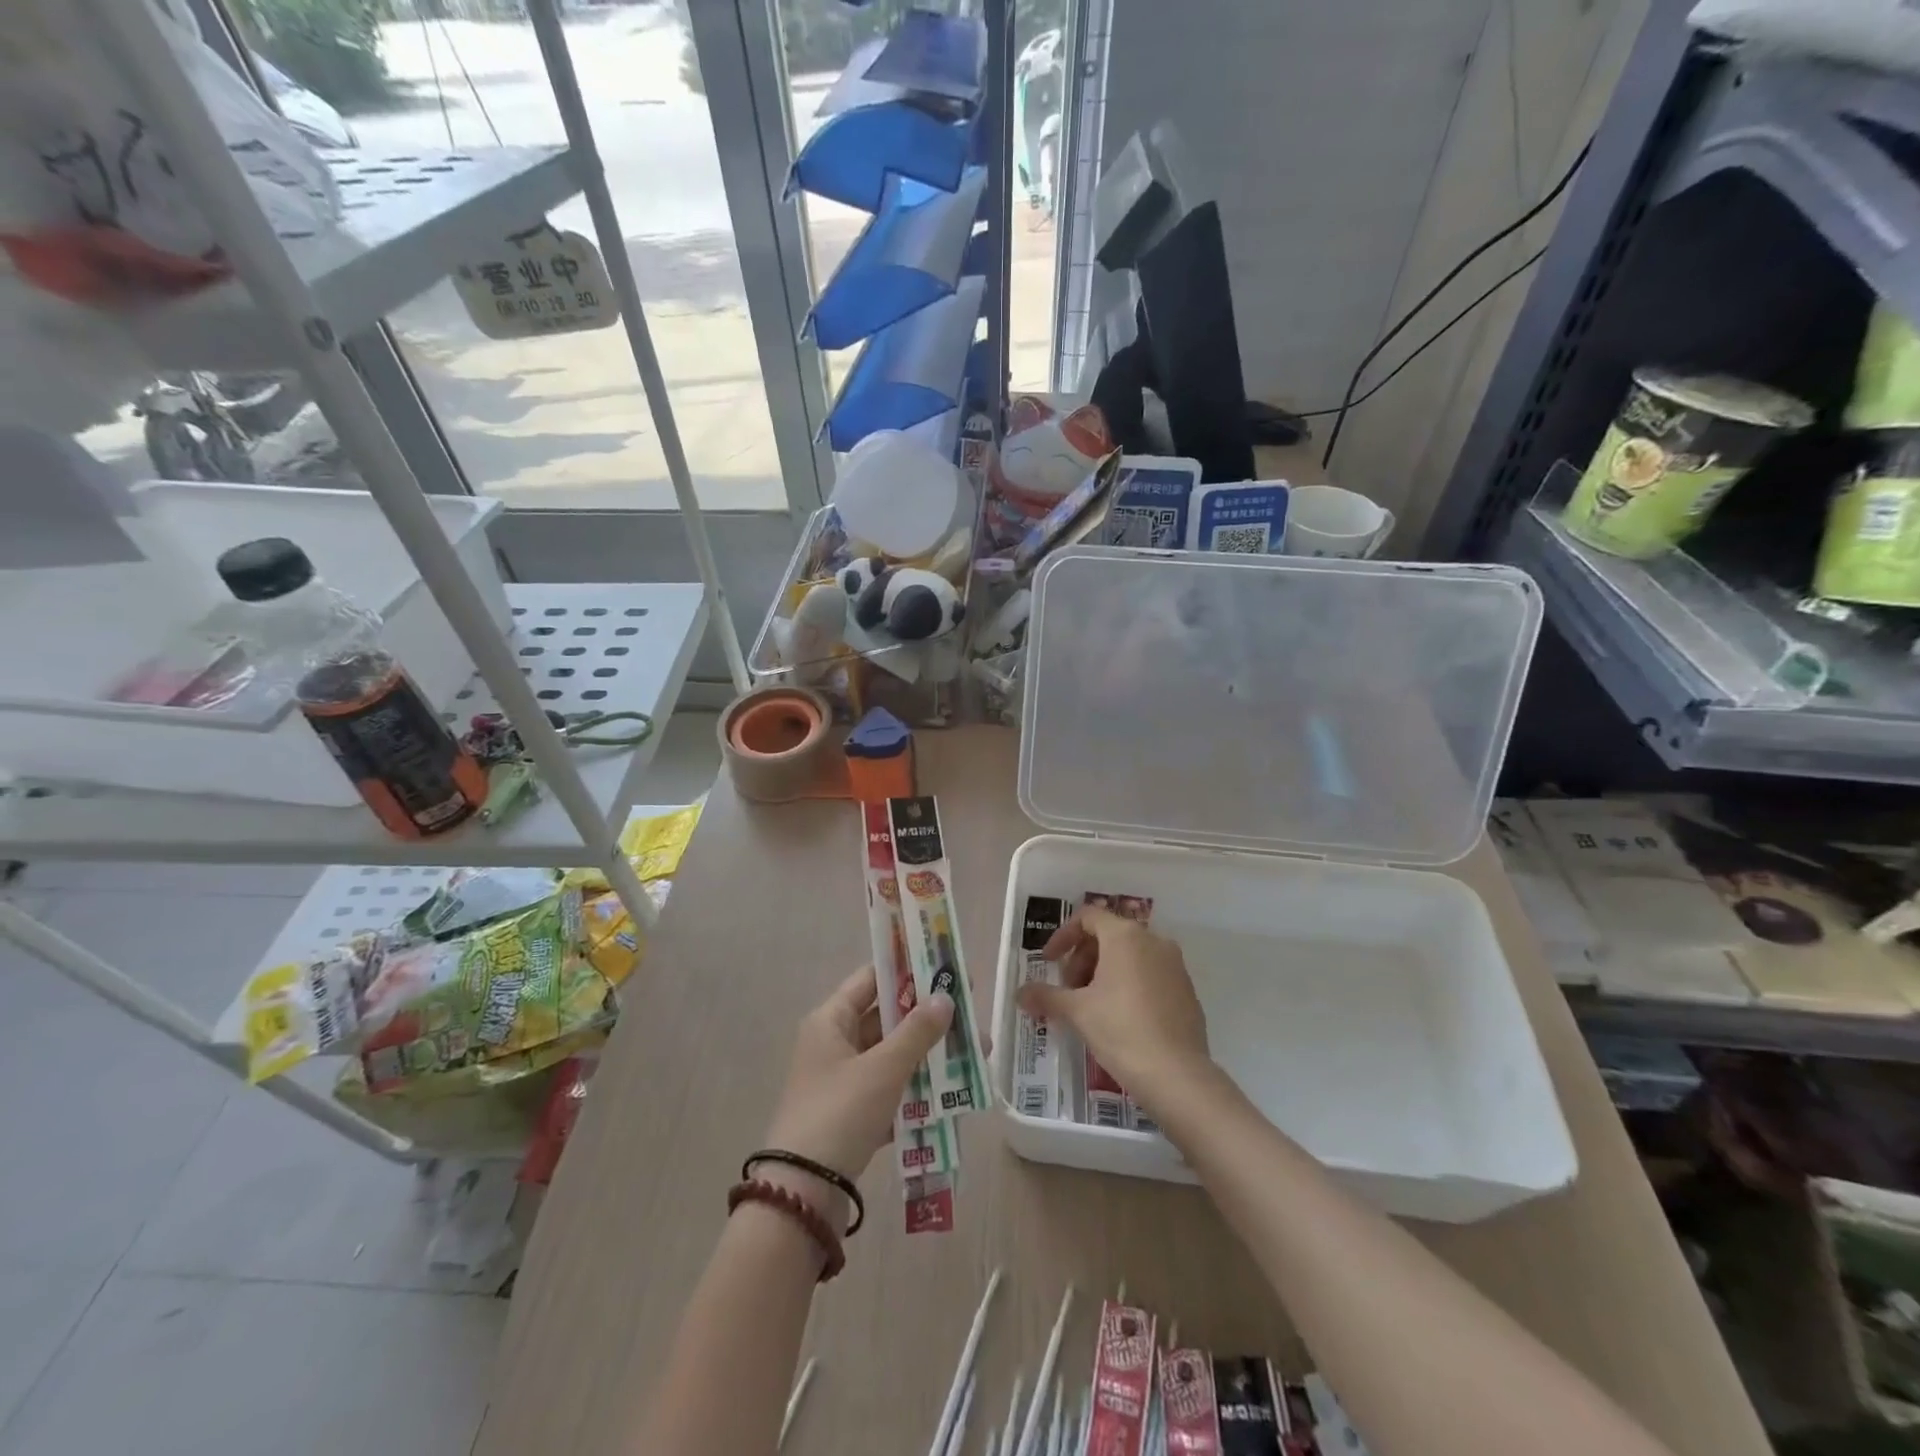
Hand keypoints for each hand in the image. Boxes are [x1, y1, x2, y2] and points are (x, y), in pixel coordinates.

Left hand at [761, 967, 952, 1218]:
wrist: (802, 1195)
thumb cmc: (839, 1113)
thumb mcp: (882, 1069)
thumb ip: (917, 1032)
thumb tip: (945, 997)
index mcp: (831, 1021)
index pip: (871, 979)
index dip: (907, 971)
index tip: (944, 967)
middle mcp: (833, 1044)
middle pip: (886, 1019)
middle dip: (928, 1018)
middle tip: (970, 1014)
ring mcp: (842, 1082)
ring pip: (891, 1057)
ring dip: (928, 1056)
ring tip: (974, 1055)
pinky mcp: (851, 1116)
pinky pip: (890, 1091)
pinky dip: (917, 1091)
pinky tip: (953, 1095)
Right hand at [1016, 907, 1209, 1114]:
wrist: (1178, 1076)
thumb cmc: (1121, 1031)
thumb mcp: (1077, 1012)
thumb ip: (1046, 996)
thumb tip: (1020, 993)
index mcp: (1125, 936)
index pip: (1087, 917)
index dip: (1062, 936)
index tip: (1048, 963)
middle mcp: (1153, 941)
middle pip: (1108, 935)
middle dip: (1082, 959)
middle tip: (1068, 991)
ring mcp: (1174, 965)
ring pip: (1130, 956)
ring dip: (1103, 973)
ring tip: (1090, 1006)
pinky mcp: (1186, 990)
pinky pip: (1149, 974)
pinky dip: (1128, 985)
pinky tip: (1119, 1018)